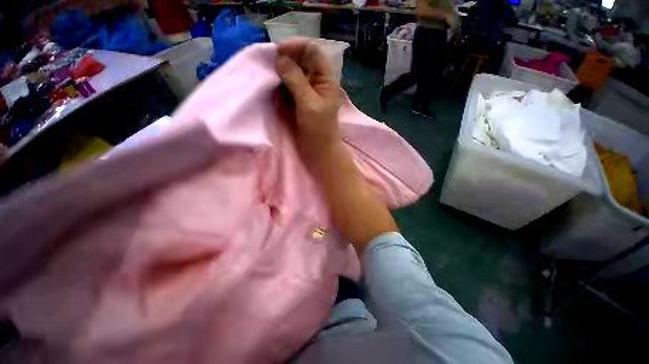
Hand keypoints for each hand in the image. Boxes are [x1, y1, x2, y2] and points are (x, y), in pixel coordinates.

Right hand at [274, 38, 341, 163]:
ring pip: (293, 73)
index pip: (312, 51)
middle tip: (270, 66)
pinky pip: (288, 88)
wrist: (320, 151)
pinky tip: (274, 90)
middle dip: (286, 59)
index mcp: (325, 80)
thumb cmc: (319, 129)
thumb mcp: (308, 103)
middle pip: (301, 60)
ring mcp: (307, 93)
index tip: (278, 52)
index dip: (296, 47)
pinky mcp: (299, 102)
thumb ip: (295, 80)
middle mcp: (316, 82)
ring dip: (281, 73)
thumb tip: (279, 58)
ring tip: (270, 77)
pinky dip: (280, 86)